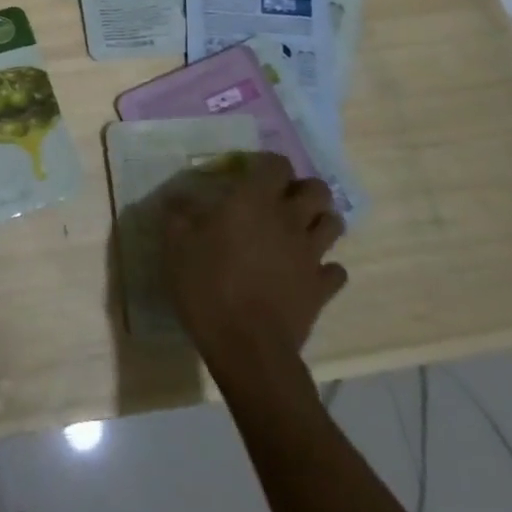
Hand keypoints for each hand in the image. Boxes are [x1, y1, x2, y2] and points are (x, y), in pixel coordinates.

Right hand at [159, 153, 347, 371]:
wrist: (247, 346)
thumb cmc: (208, 286)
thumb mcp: (177, 246)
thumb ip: (178, 216)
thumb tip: (176, 198)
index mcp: (255, 201)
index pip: (277, 164)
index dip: (267, 165)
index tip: (251, 175)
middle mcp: (289, 219)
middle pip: (318, 189)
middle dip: (304, 189)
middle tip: (283, 201)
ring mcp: (311, 254)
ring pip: (334, 224)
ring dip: (320, 222)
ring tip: (300, 231)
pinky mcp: (322, 288)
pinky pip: (336, 270)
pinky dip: (326, 268)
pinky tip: (307, 273)